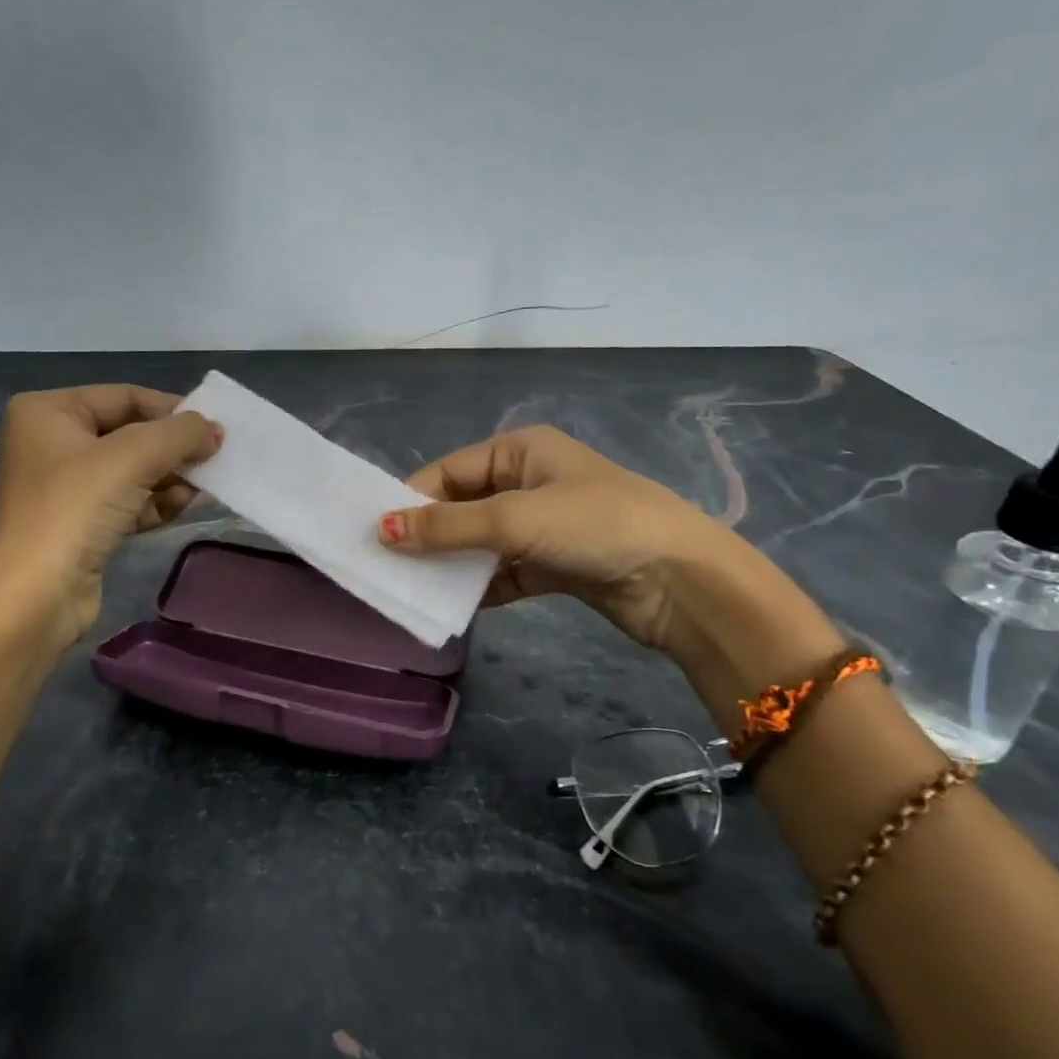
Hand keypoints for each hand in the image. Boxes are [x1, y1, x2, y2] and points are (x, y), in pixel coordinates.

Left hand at [0, 385, 221, 647]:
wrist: (36, 597)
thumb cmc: (76, 509)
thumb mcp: (133, 457)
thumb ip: (180, 434)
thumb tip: (215, 429)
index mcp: (48, 412)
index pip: (124, 397)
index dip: (172, 409)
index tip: (214, 427)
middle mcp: (51, 442)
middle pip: (130, 434)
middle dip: (172, 449)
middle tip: (214, 458)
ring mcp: (64, 486)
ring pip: (132, 470)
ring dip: (170, 478)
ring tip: (202, 487)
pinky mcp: (79, 524)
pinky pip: (127, 501)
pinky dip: (155, 502)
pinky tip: (181, 506)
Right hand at [377, 425, 801, 659]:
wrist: (681, 581)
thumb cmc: (596, 525)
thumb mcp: (516, 519)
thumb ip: (448, 527)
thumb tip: (381, 531)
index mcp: (522, 451)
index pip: (450, 471)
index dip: (412, 499)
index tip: (376, 533)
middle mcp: (530, 482)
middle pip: (464, 506)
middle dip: (430, 534)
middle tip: (388, 565)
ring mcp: (544, 526)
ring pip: (482, 542)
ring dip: (453, 564)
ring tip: (412, 589)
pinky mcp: (556, 565)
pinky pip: (505, 573)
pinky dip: (481, 587)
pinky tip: (454, 607)